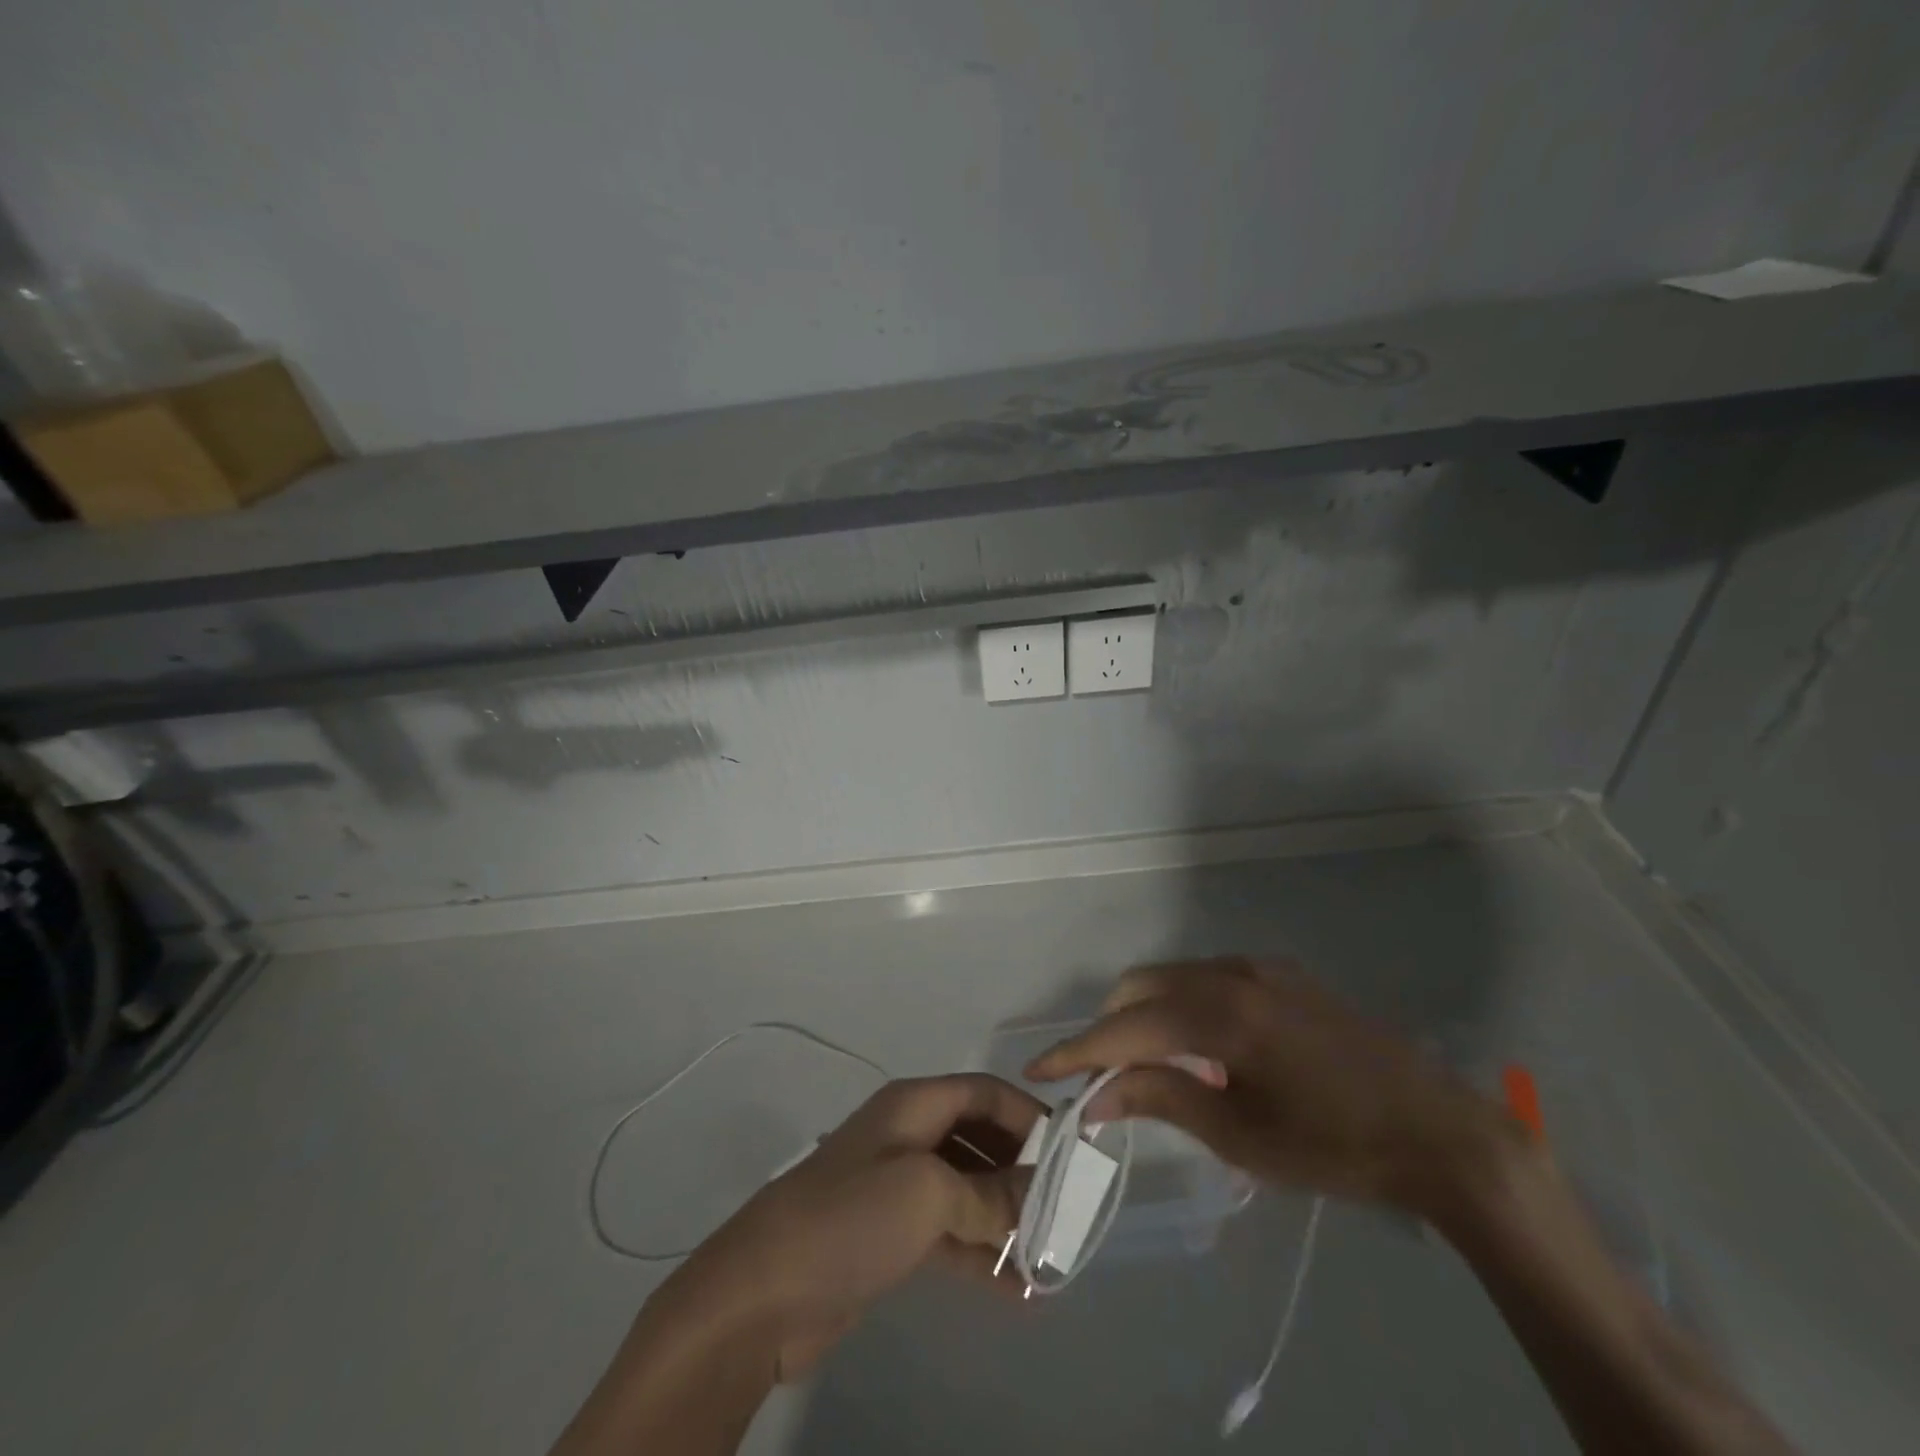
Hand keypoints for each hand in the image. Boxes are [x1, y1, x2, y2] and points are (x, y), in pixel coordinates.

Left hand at [661, 1073, 1041, 1379]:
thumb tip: (1038, 1196)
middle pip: (979, 1139)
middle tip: (1064, 1211)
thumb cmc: (850, 1218)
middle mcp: (908, 1136)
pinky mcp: (889, 1235)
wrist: (763, 1291)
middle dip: (1021, 1170)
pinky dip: (981, 1252)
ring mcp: (897, 1187)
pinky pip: (949, 1233)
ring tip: (1050, 1256)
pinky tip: (1017, 1289)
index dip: (1027, 1114)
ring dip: (1006, 1218)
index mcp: (913, 1105)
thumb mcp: (927, 1194)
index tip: (1069, 1151)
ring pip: (967, 1190)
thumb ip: (989, 1194)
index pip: (983, 1092)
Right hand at [1026, 957, 1507, 1216]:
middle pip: (1141, 987)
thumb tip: (1096, 1093)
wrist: (1441, 1131)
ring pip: (1173, 978)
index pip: (1126, 1027)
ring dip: (1147, 1015)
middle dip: (1110, 1028)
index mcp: (1221, 1013)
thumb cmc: (1336, 1146)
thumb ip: (1160, 1098)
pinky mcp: (1281, 975)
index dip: (1078, 1051)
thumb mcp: (1241, 1136)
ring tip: (1153, 1069)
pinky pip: (1208, 979)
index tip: (1037, 1071)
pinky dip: (1184, 1007)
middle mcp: (1232, 973)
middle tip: (1103, 1079)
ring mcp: (1259, 968)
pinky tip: (1205, 1053)